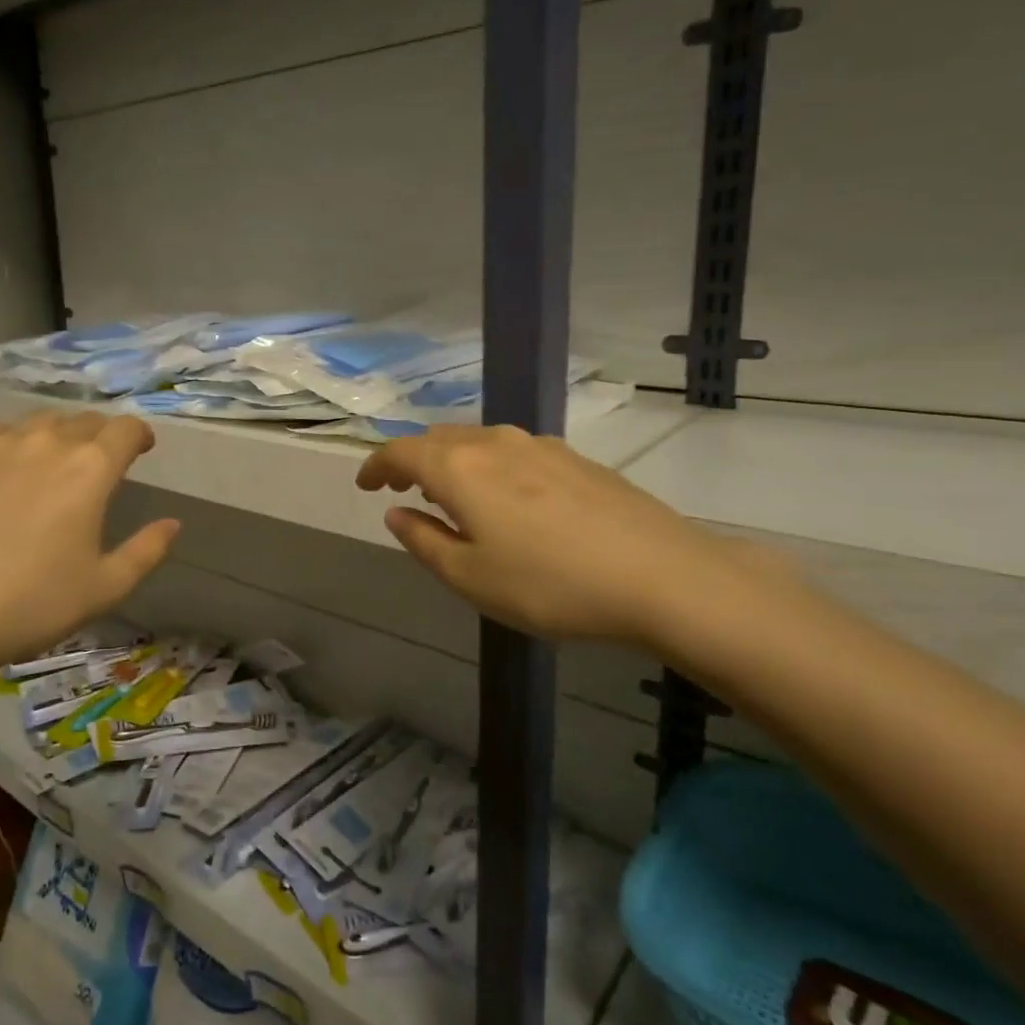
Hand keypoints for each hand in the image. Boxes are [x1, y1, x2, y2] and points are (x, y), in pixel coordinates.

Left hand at [0, 413, 179, 696]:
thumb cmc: (31, 604)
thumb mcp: (105, 587)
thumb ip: (147, 551)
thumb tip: (173, 524)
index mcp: (90, 468)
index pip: (126, 429)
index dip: (140, 435)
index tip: (142, 449)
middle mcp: (47, 441)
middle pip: (85, 420)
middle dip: (100, 436)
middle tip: (98, 464)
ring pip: (40, 421)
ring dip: (57, 436)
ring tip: (52, 464)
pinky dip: (12, 442)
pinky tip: (4, 471)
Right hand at [355, 424, 753, 645]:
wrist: (660, 575)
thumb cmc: (550, 585)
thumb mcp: (470, 578)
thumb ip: (423, 541)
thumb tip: (396, 513)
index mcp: (460, 468)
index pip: (400, 451)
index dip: (375, 465)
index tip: (364, 486)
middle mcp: (495, 443)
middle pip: (438, 439)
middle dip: (411, 461)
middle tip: (401, 490)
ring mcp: (540, 445)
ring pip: (477, 441)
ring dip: (451, 461)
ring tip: (449, 493)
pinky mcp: (575, 458)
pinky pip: (512, 450)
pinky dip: (488, 465)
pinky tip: (505, 496)